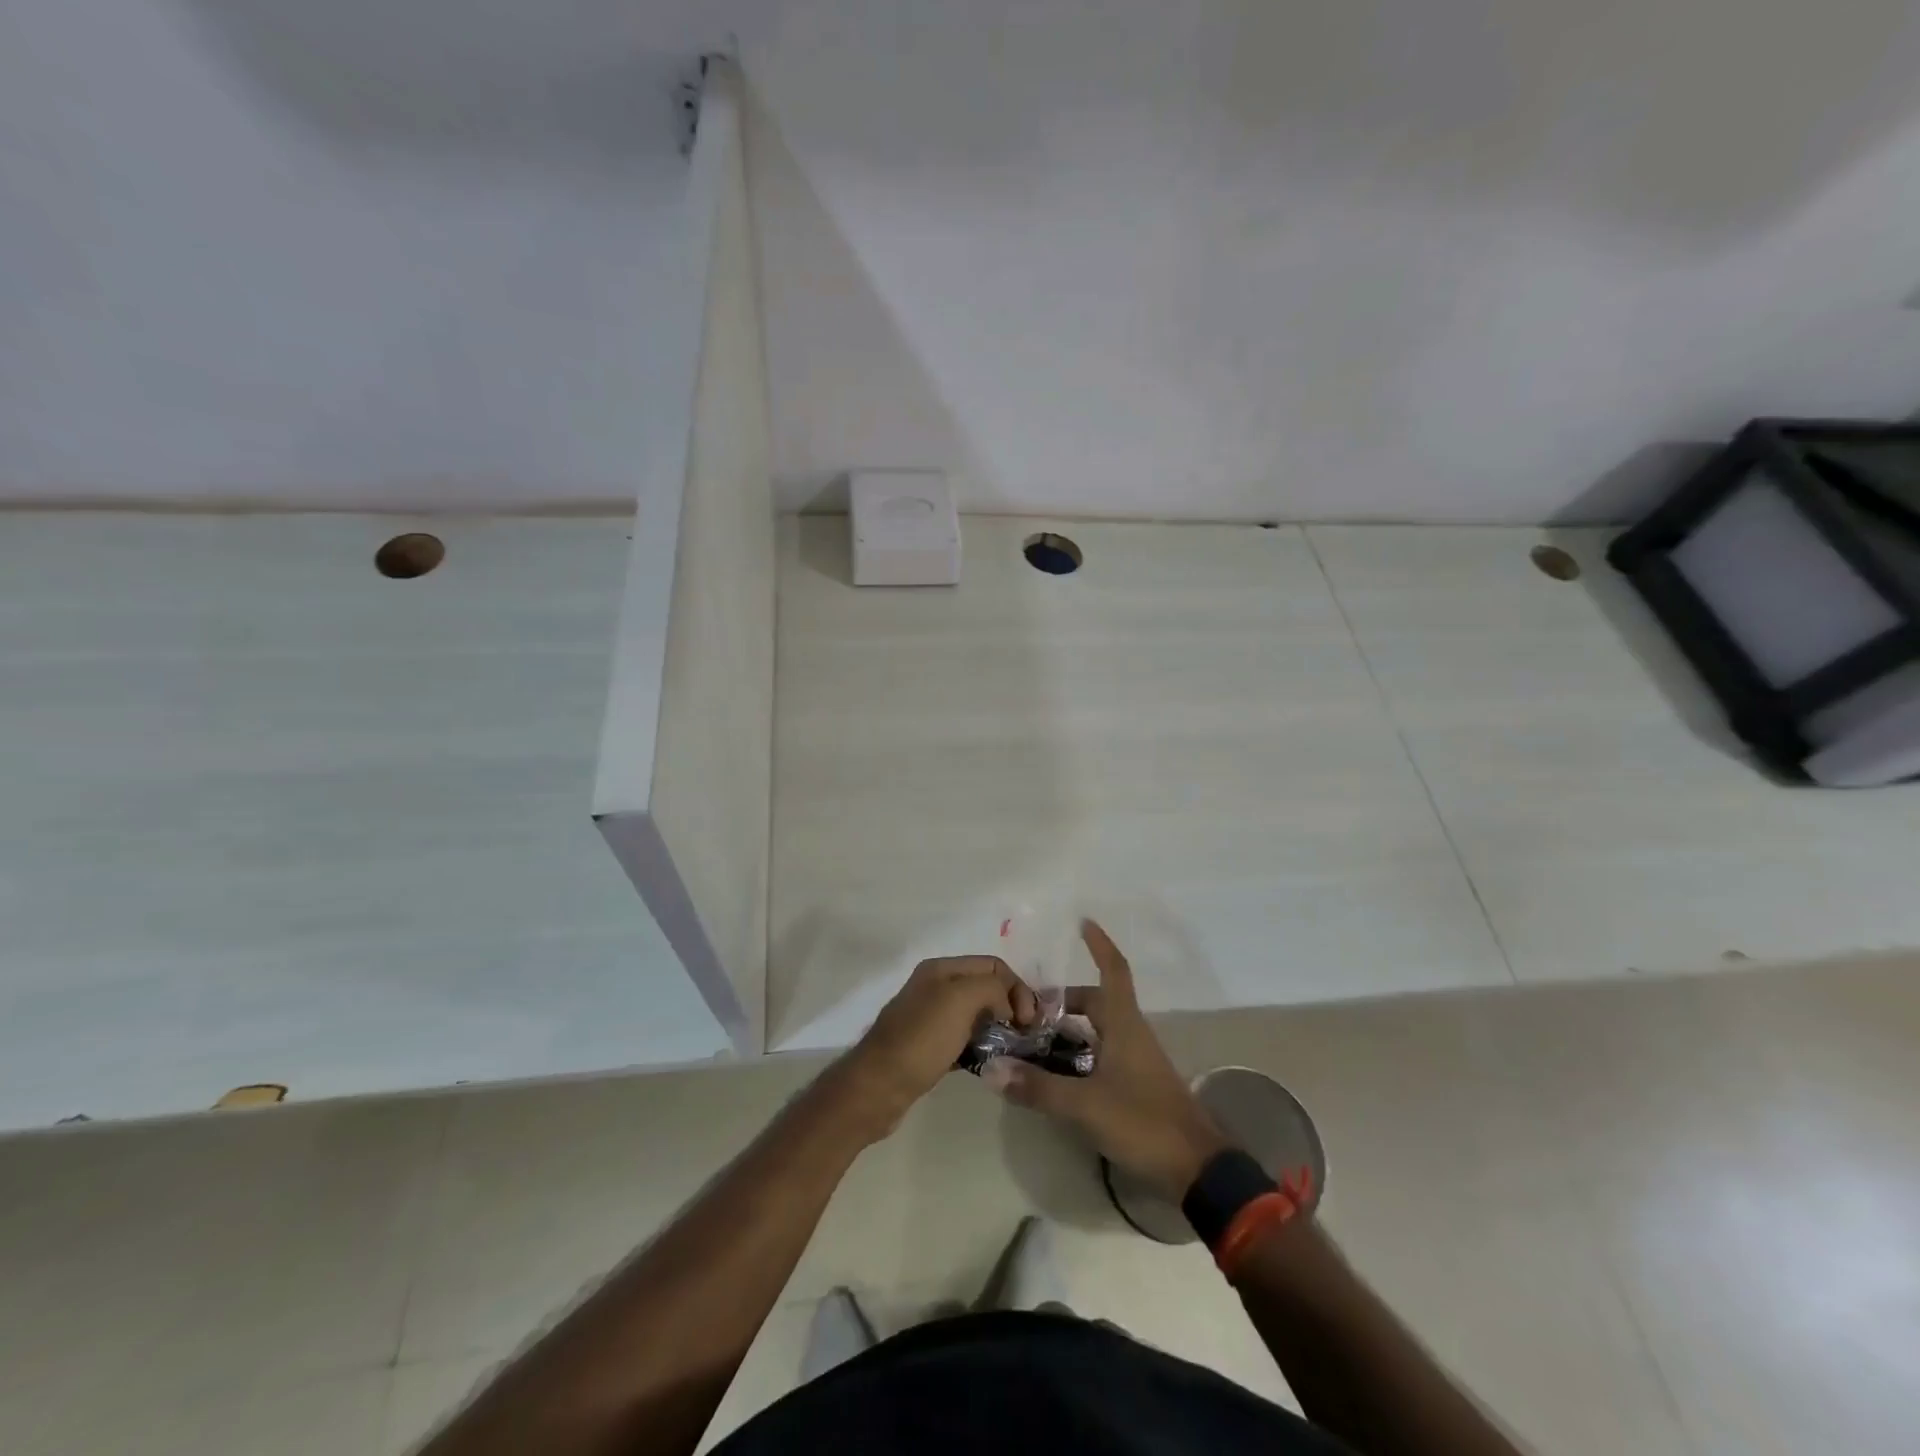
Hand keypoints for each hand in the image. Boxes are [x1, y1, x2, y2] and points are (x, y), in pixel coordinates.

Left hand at [838, 955, 1036, 1138]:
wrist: (878, 1087)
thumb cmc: (921, 1039)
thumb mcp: (960, 999)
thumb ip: (991, 988)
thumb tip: (1006, 1005)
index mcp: (942, 968)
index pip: (994, 965)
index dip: (1017, 988)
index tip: (1028, 1021)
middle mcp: (936, 986)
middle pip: (986, 987)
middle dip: (1010, 1006)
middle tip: (1025, 1036)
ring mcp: (931, 1017)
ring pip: (977, 1014)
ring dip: (998, 1028)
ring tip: (1011, 1050)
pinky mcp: (929, 1047)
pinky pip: (965, 1039)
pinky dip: (981, 1047)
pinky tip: (989, 1063)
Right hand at [1001, 920, 1228, 1200]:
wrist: (1196, 1169)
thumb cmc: (1143, 1122)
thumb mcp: (1084, 1105)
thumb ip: (1037, 1087)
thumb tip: (991, 1068)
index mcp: (1124, 1024)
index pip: (1113, 970)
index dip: (1098, 945)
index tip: (1083, 922)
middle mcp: (1131, 1033)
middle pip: (1097, 1001)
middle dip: (1064, 1000)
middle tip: (1029, 1009)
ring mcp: (1136, 1060)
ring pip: (1099, 1030)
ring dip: (1069, 1029)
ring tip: (1033, 1040)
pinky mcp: (1137, 1084)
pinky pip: (1102, 1054)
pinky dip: (1079, 1054)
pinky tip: (1056, 1074)